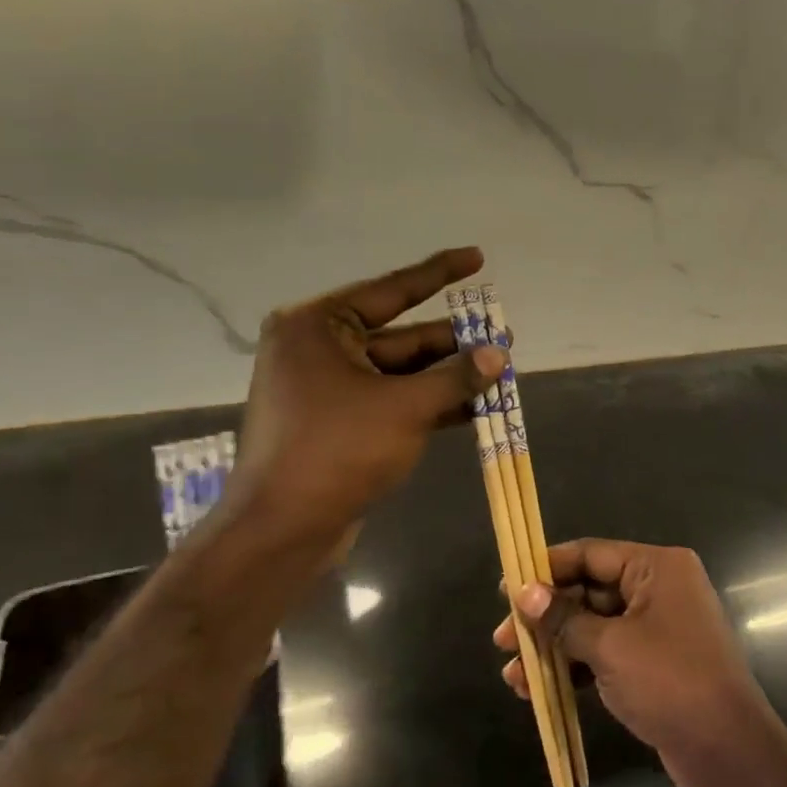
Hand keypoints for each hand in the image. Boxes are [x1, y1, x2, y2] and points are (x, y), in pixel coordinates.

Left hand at [222, 248, 502, 558]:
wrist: (283, 528)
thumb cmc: (338, 451)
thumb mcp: (406, 408)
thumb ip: (456, 377)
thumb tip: (499, 353)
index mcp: (319, 326)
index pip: (392, 290)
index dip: (439, 273)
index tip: (477, 257)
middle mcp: (319, 349)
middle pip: (401, 335)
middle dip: (454, 341)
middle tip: (504, 336)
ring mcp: (328, 388)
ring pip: (401, 372)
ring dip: (448, 375)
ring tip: (499, 371)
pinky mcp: (339, 422)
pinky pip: (392, 400)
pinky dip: (429, 402)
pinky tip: (474, 407)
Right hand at [493, 540, 786, 786]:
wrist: (727, 750)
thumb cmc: (669, 681)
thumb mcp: (610, 646)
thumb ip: (564, 618)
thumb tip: (524, 593)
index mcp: (657, 567)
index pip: (591, 554)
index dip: (546, 569)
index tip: (506, 586)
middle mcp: (659, 588)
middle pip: (589, 591)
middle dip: (545, 616)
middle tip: (503, 640)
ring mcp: (657, 628)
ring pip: (593, 626)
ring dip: (554, 647)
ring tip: (513, 674)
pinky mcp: (653, 664)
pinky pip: (606, 654)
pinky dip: (575, 669)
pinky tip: (539, 689)